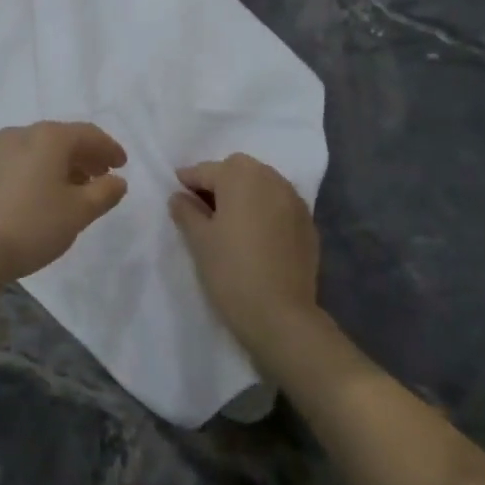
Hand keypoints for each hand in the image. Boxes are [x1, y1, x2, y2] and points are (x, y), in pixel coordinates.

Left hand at [0, 122, 127, 291]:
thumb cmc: (32, 226)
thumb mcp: (78, 212)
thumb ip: (104, 192)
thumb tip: (117, 180)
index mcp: (49, 137)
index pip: (88, 134)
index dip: (109, 148)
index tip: (122, 165)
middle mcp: (21, 133)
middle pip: (63, 138)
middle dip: (86, 156)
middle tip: (102, 177)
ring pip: (40, 149)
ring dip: (62, 164)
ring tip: (76, 190)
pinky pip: (21, 161)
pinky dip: (39, 171)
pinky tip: (44, 195)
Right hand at [169, 154, 321, 362]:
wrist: (280, 314)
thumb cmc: (231, 271)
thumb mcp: (199, 240)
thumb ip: (186, 211)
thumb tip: (180, 197)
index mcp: (240, 176)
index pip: (206, 171)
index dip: (188, 181)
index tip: (176, 192)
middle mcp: (270, 179)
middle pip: (238, 170)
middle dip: (220, 181)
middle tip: (203, 207)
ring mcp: (294, 200)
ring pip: (262, 184)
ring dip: (245, 193)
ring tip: (230, 219)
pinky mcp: (308, 223)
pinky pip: (280, 204)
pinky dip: (265, 209)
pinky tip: (255, 233)